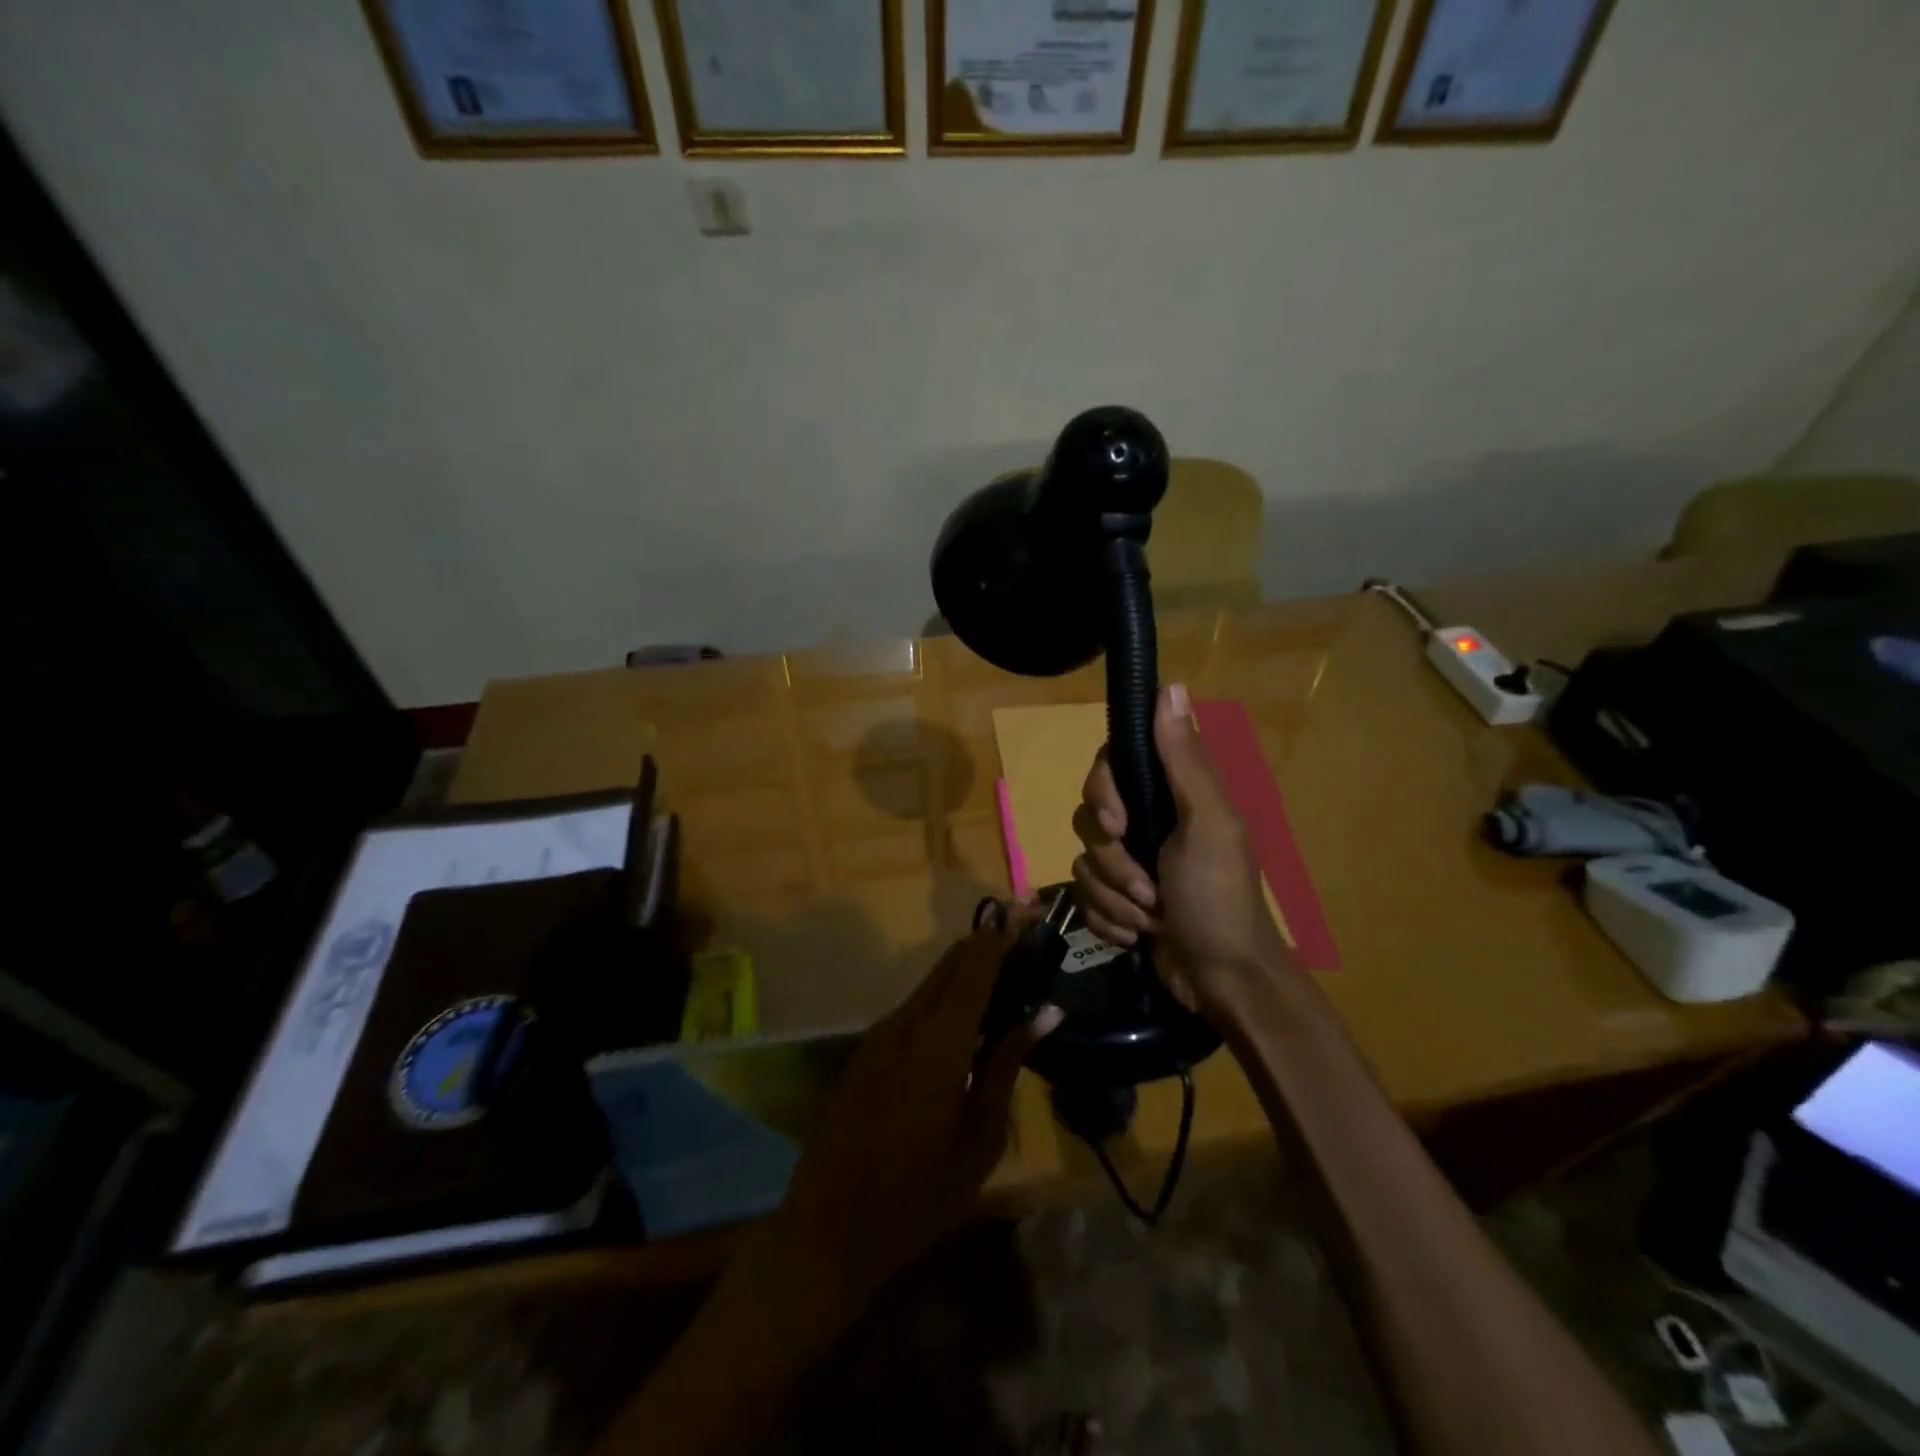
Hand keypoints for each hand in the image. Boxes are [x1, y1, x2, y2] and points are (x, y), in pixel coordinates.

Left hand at [763, 923, 1061, 1322]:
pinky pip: (912, 1009)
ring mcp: (879, 1033)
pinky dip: (943, 1000)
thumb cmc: (920, 1192)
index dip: (1004, 933)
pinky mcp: (866, 1050)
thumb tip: (1046, 1013)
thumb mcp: (981, 1135)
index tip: (1030, 910)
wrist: (828, 1227)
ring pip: (930, 984)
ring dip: (966, 973)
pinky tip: (965, 1024)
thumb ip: (1008, 1063)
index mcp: (939, 1038)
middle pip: (951, 963)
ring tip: (1005, 981)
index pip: (976, 964)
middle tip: (1025, 940)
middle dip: (988, 944)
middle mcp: (906, 1021)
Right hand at [1071, 683, 1292, 1018]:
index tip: (1117, 823)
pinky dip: (1109, 922)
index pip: (1108, 766)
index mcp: (1169, 795)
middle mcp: (1145, 822)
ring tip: (1149, 919)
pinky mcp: (1117, 902)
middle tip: (1147, 889)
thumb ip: (1183, 759)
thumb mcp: (1208, 824)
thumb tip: (1169, 685)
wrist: (1223, 982)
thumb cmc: (1219, 898)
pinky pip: (1085, 899)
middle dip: (1113, 863)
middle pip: (1088, 818)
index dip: (1101, 793)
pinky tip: (1137, 936)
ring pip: (1083, 864)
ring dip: (1114, 899)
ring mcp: (1129, 865)